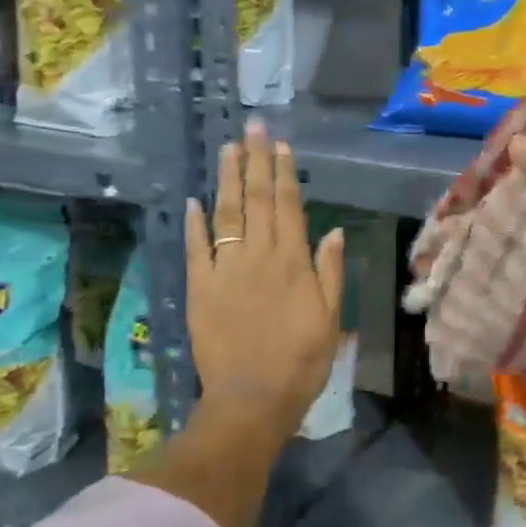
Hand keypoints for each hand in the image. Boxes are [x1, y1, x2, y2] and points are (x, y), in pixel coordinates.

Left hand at [185, 120, 344, 441]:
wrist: (253, 398)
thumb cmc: (302, 360)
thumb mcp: (331, 318)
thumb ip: (330, 273)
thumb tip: (331, 232)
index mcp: (293, 262)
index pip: (288, 206)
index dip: (283, 174)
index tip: (280, 145)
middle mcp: (258, 257)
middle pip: (256, 200)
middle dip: (255, 162)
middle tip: (253, 128)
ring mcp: (226, 270)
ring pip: (226, 214)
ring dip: (227, 179)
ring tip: (228, 149)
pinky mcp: (201, 288)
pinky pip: (196, 249)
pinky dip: (195, 223)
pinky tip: (194, 200)